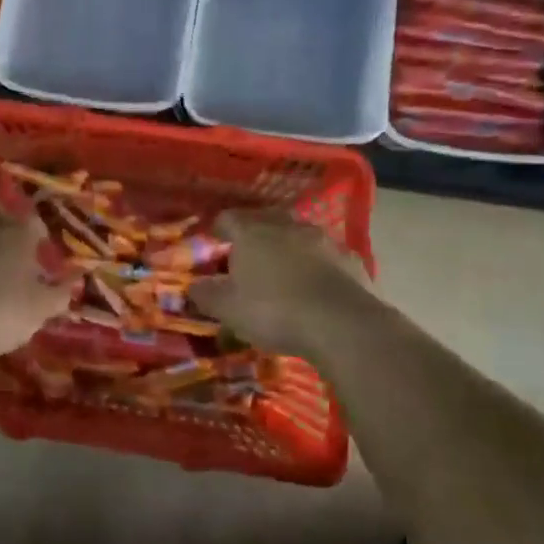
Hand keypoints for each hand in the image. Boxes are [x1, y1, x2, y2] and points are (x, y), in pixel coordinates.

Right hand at [187, 209, 371, 355]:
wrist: (342, 324)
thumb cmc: (273, 311)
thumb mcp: (228, 309)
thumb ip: (206, 294)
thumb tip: (193, 285)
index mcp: (252, 233)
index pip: (228, 218)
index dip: (219, 228)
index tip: (214, 240)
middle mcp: (287, 227)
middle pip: (265, 219)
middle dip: (255, 233)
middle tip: (247, 254)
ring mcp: (322, 240)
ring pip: (298, 235)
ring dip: (288, 247)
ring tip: (282, 270)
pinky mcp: (350, 259)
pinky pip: (326, 257)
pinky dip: (317, 266)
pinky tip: (315, 287)